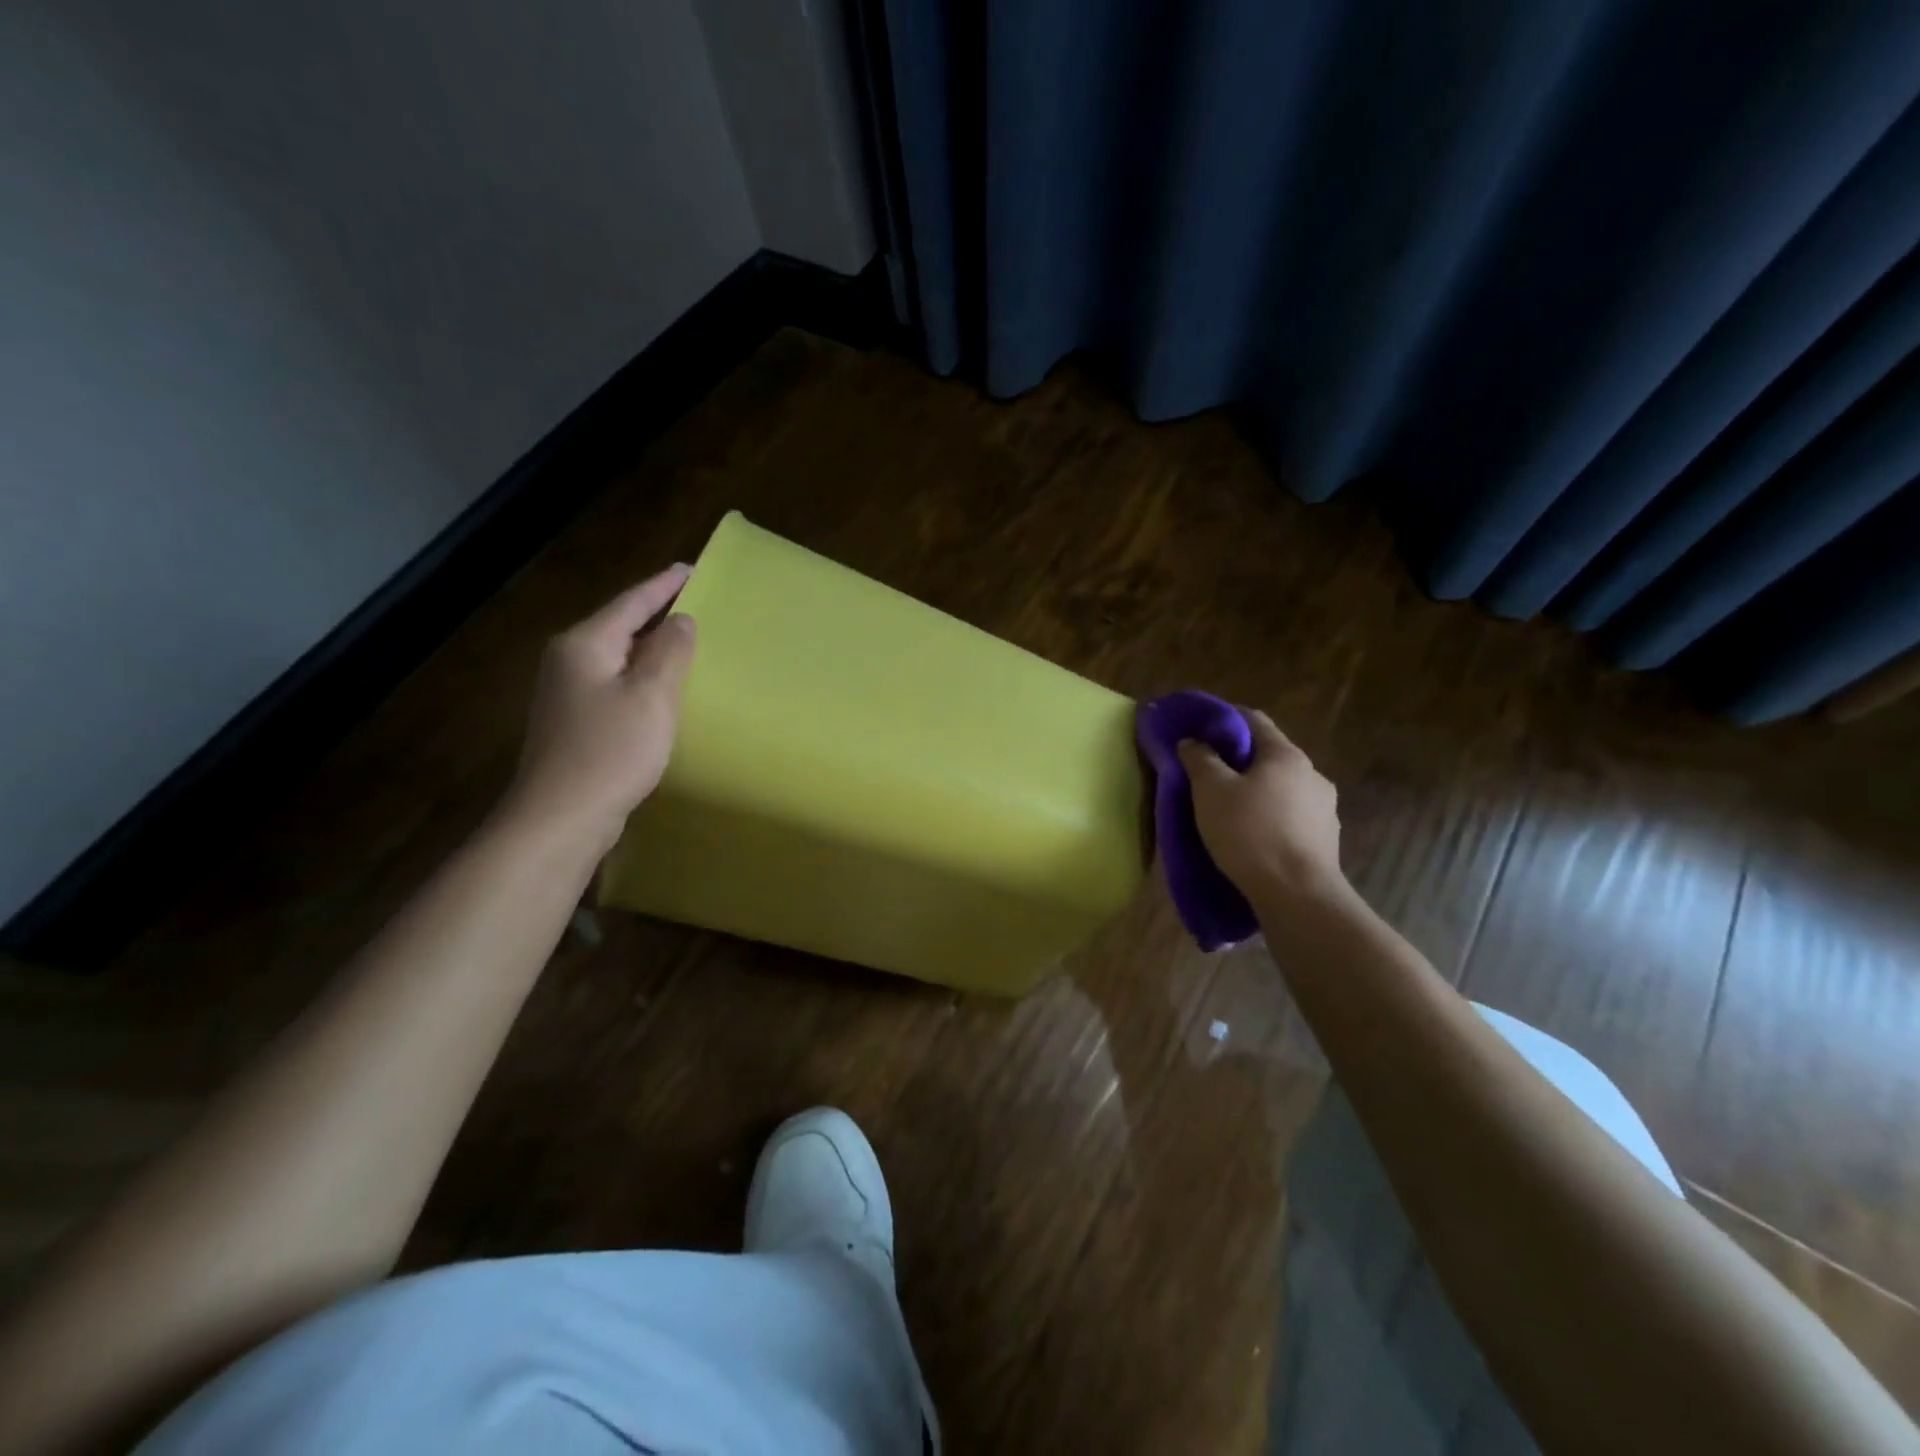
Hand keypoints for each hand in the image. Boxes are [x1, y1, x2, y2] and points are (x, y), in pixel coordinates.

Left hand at [502, 566, 697, 851]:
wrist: (562, 816)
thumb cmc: (611, 751)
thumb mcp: (652, 696)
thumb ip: (670, 652)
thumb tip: (681, 620)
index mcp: (585, 645)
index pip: (630, 603)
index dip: (663, 586)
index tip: (691, 569)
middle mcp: (569, 660)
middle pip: (619, 626)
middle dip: (655, 613)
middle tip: (694, 603)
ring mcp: (566, 693)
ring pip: (617, 656)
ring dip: (649, 648)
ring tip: (684, 641)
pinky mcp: (573, 722)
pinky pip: (614, 684)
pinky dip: (640, 677)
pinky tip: (660, 689)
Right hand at [1177, 710, 1345, 903]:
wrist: (1298, 896)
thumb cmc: (1250, 833)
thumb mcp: (1211, 791)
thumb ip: (1200, 759)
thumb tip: (1193, 741)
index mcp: (1286, 755)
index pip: (1254, 720)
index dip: (1225, 719)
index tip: (1200, 729)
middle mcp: (1312, 774)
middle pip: (1270, 755)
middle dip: (1239, 760)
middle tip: (1208, 773)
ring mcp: (1324, 809)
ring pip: (1282, 788)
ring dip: (1256, 791)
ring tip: (1229, 809)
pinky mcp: (1325, 840)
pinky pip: (1291, 817)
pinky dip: (1270, 817)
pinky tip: (1253, 836)